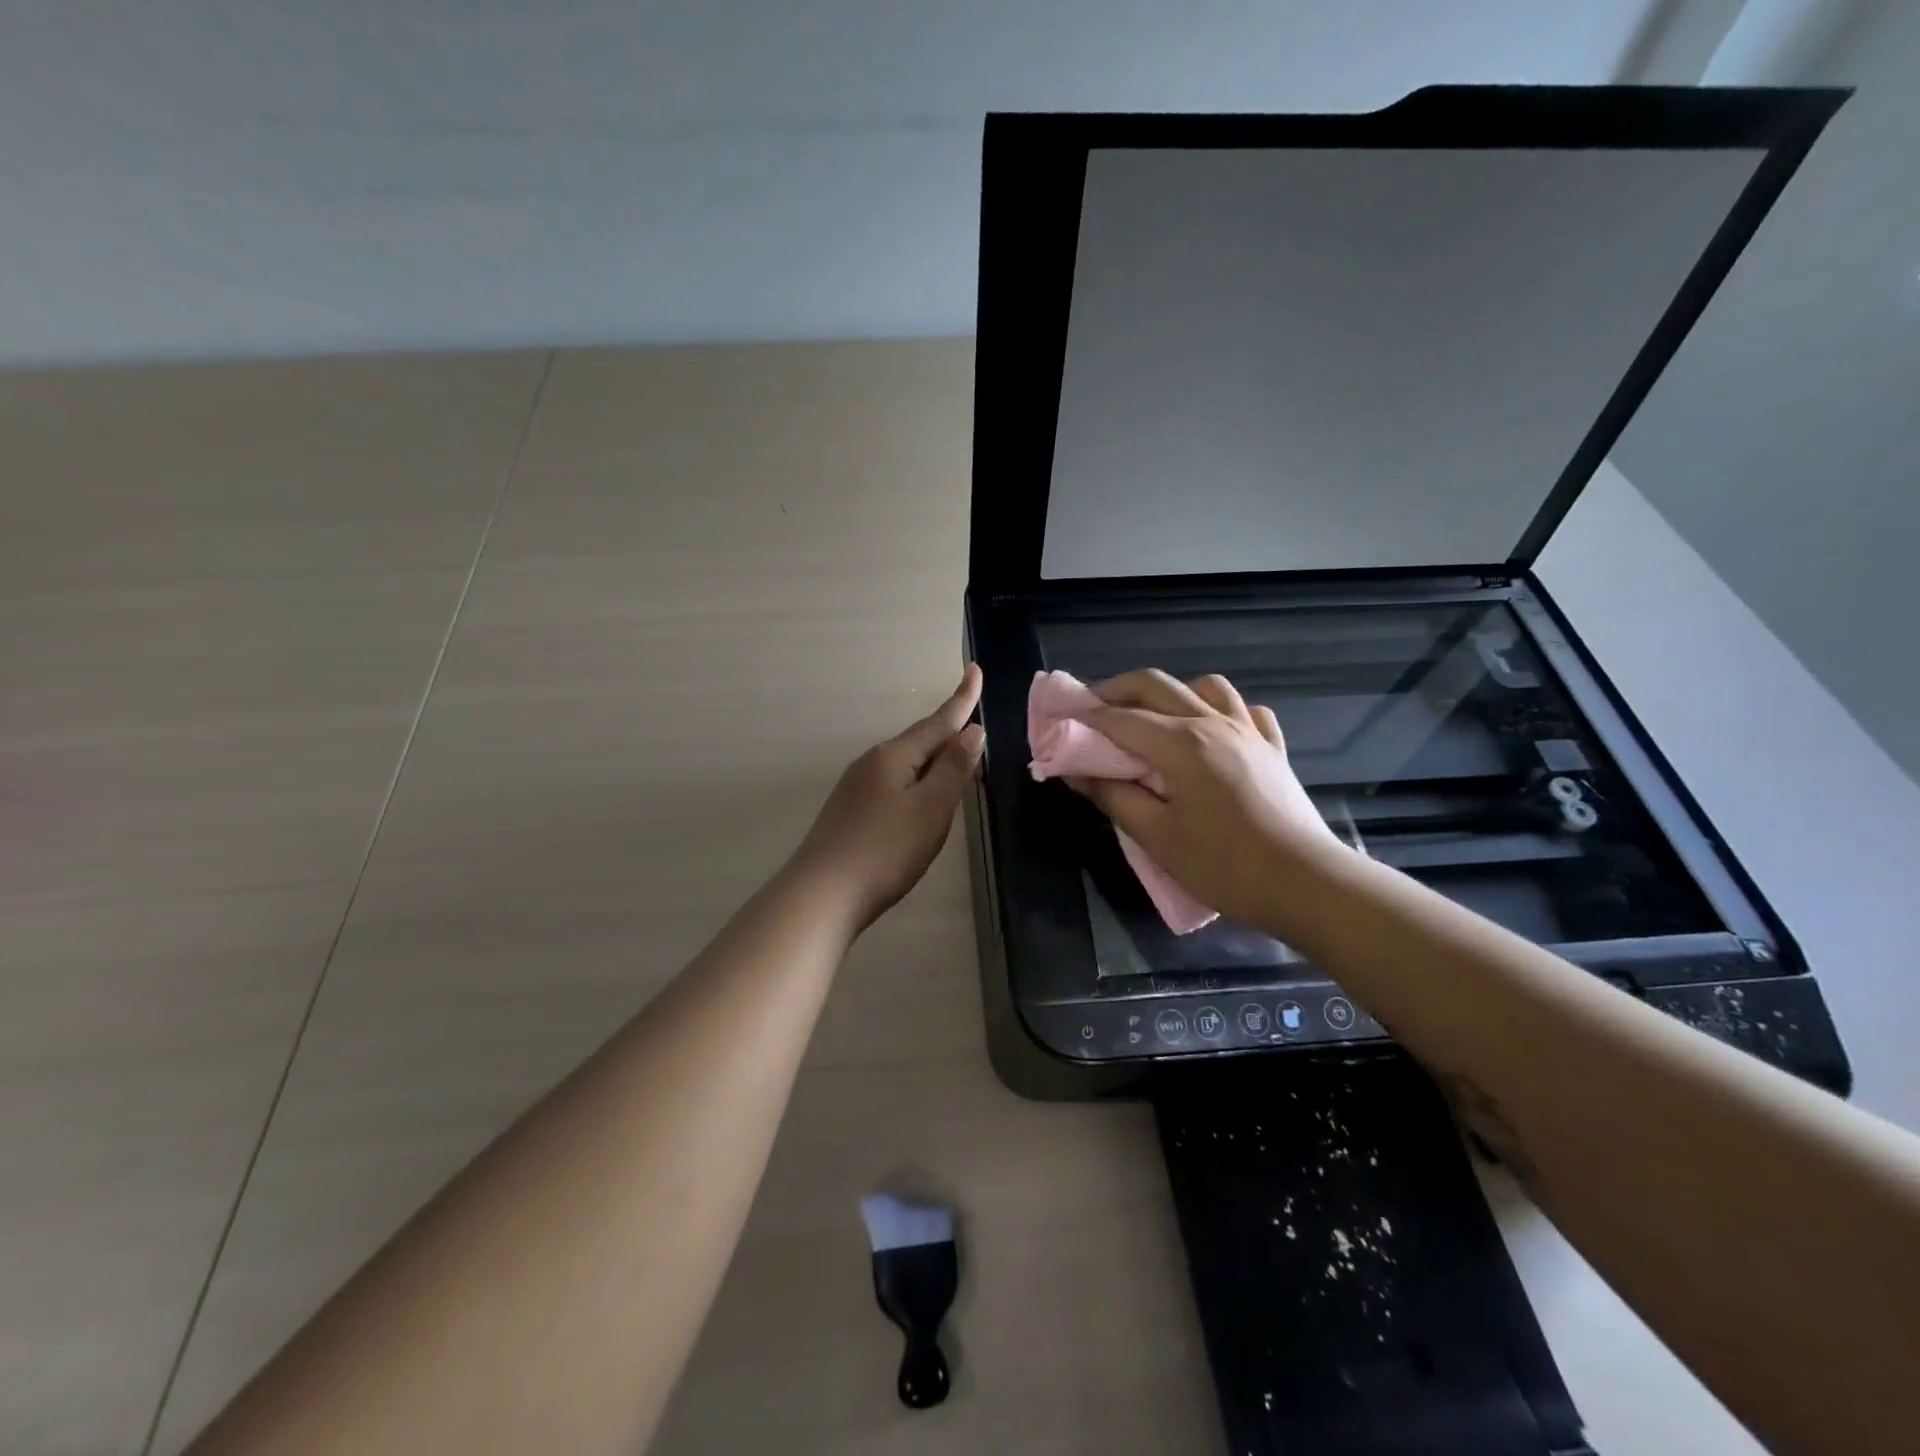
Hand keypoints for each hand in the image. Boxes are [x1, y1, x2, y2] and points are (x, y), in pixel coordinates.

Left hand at [792, 665, 985, 930]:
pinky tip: (917, 800)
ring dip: (931, 759)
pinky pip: (892, 785)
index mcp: (894, 756)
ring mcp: (856, 788)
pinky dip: (914, 783)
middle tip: (971, 715)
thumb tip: (971, 731)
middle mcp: (872, 763)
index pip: (938, 721)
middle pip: (919, 740)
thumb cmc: (886, 849)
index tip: (975, 669)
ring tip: (953, 759)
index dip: (962, 699)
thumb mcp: (931, 808)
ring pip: (904, 764)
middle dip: (946, 729)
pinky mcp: (850, 813)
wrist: (822, 894)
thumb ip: (953, 769)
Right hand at [1069, 670, 1345, 931]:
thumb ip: (1113, 796)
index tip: (1058, 722)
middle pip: (1156, 685)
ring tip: (1152, 718)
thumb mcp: (1156, 837)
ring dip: (1170, 693)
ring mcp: (1249, 731)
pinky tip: (1211, 731)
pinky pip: (1245, 710)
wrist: (1307, 884)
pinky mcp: (1273, 748)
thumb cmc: (1224, 865)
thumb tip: (1076, 772)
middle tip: (1091, 711)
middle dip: (1116, 690)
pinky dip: (1220, 710)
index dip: (1084, 717)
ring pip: (1205, 686)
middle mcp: (1213, 723)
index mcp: (1181, 743)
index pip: (1119, 718)